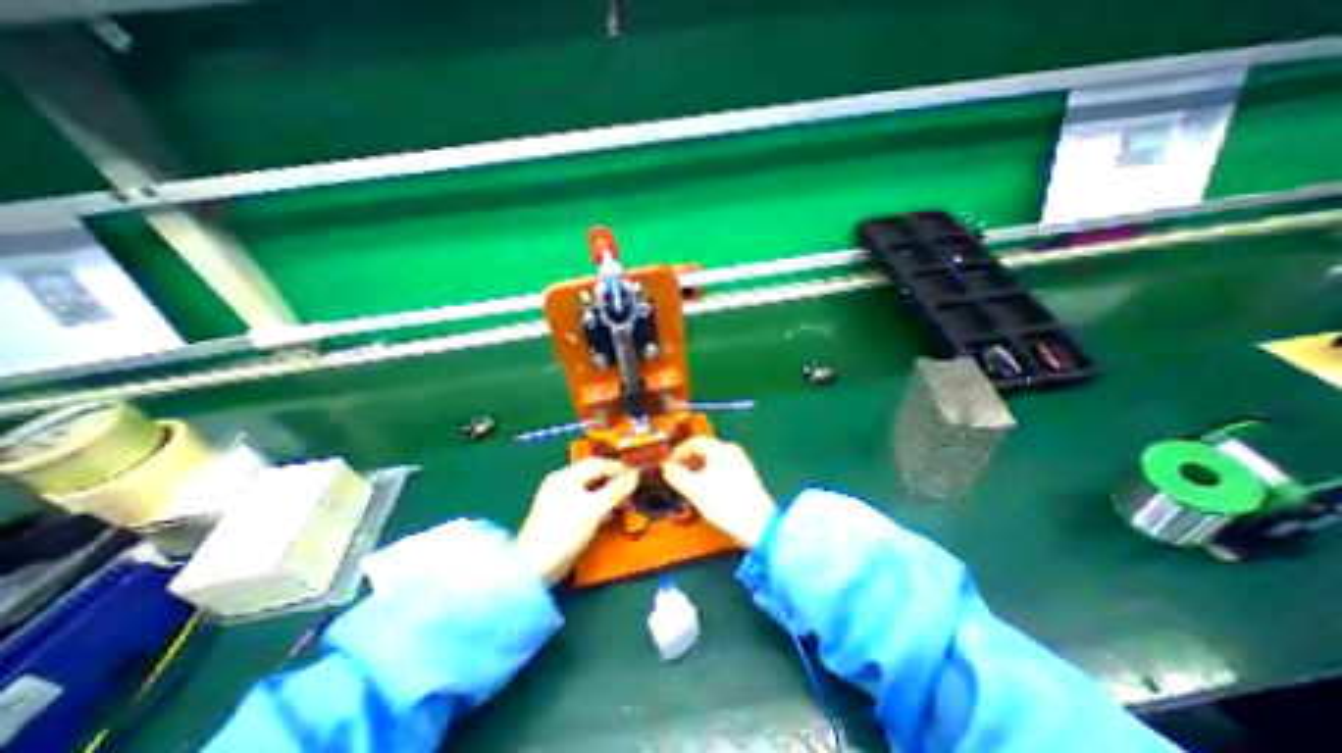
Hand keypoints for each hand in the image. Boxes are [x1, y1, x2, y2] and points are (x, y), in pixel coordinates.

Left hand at [516, 455, 636, 586]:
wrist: (533, 567)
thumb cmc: (565, 532)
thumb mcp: (596, 509)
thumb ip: (617, 490)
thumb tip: (636, 474)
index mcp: (567, 475)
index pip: (598, 463)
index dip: (619, 468)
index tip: (638, 476)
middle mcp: (561, 482)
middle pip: (593, 474)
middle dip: (614, 481)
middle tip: (633, 490)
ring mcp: (557, 498)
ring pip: (589, 488)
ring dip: (607, 493)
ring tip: (624, 503)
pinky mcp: (558, 514)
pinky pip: (583, 501)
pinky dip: (597, 504)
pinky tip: (608, 515)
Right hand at [661, 434, 775, 546]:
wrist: (758, 523)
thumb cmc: (723, 502)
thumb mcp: (693, 489)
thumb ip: (675, 474)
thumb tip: (664, 467)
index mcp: (718, 447)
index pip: (692, 441)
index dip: (676, 452)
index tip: (667, 467)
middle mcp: (730, 449)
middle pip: (703, 449)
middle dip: (686, 461)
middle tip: (675, 476)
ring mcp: (740, 461)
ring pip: (712, 459)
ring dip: (697, 469)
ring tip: (688, 486)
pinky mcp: (746, 474)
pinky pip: (722, 467)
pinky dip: (709, 474)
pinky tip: (706, 491)